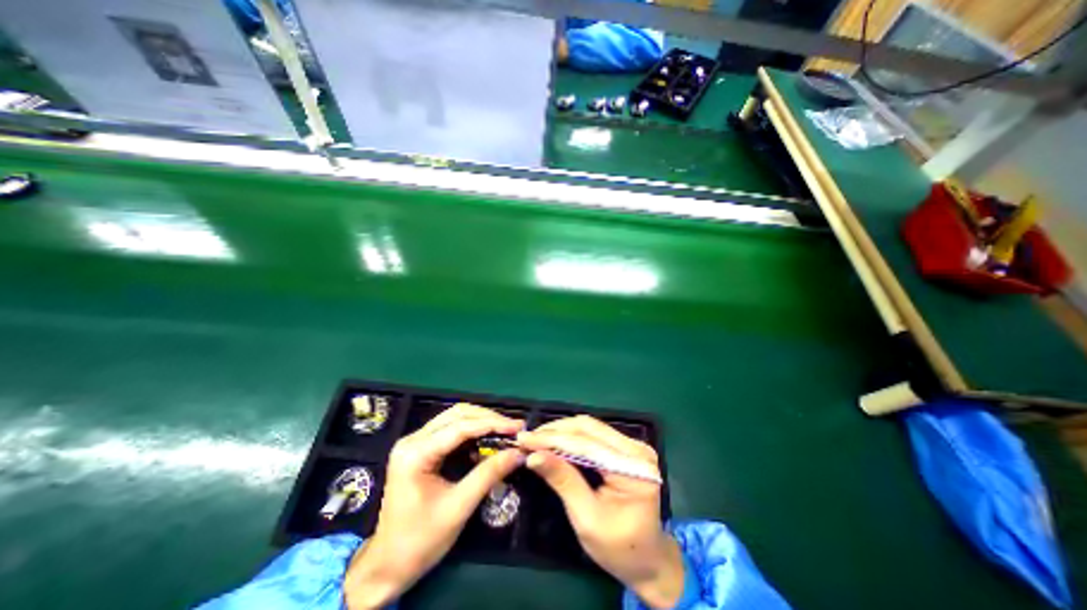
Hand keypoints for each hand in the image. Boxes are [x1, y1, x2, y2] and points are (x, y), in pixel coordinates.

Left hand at [341, 402, 524, 607]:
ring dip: (481, 421)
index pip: (460, 427)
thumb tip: (518, 453)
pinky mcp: (420, 449)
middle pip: (457, 414)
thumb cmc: (420, 540)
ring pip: (454, 418)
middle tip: (513, 427)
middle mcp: (413, 440)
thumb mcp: (458, 507)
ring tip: (504, 430)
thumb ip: (489, 475)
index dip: (492, 424)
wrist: (386, 566)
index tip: (517, 427)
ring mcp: (415, 442)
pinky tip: (487, 438)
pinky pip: (450, 429)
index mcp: (415, 453)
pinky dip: (472, 430)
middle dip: (488, 418)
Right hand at [515, 416, 675, 606]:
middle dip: (555, 431)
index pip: (587, 444)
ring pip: (590, 427)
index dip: (553, 439)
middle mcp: (636, 450)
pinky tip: (555, 441)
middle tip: (528, 438)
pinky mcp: (626, 447)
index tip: (524, 439)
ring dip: (561, 431)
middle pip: (589, 428)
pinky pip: (594, 434)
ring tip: (537, 438)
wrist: (649, 559)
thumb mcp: (587, 519)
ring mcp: (633, 446)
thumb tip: (534, 456)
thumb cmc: (619, 549)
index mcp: (634, 470)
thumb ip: (563, 482)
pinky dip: (572, 436)